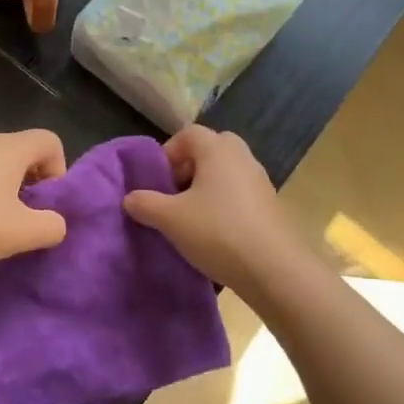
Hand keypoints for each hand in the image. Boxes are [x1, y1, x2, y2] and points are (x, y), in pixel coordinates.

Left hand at [0, 130, 68, 266]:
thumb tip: (54, 222)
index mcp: (10, 147)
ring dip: (2, 189)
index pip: (50, 140)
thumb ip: (52, 226)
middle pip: (22, 151)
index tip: (43, 204)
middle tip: (20, 218)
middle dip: (30, 183)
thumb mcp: (22, 233)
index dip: (58, 171)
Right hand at [122, 126, 298, 293]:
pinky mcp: (270, 205)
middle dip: (187, 169)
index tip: (157, 183)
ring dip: (205, 189)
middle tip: (174, 196)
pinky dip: (223, 205)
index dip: (167, 154)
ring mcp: (260, 180)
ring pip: (225, 173)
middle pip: (208, 150)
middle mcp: (241, 156)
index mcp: (217, 149)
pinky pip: (239, 193)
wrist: (274, 269)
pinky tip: (214, 234)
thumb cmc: (218, 232)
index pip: (187, 134)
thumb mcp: (170, 219)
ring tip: (191, 219)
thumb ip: (145, 204)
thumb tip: (129, 198)